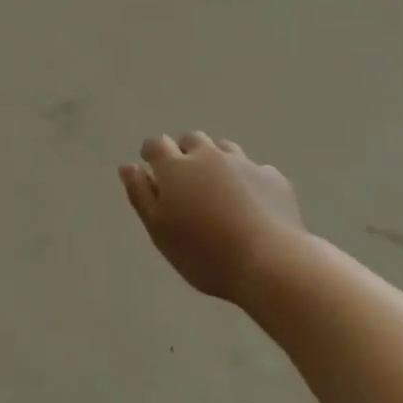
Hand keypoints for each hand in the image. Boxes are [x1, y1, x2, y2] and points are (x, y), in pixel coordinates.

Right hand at [118, 133, 304, 302]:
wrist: (271, 263)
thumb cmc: (204, 252)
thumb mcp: (160, 230)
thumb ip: (140, 195)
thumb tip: (127, 166)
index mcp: (176, 167)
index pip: (156, 145)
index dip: (151, 154)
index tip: (151, 168)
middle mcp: (209, 155)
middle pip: (191, 140)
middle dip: (184, 153)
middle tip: (185, 181)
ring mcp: (244, 163)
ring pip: (224, 149)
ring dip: (216, 161)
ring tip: (218, 190)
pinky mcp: (274, 178)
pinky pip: (254, 170)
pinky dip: (247, 179)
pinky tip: (252, 204)